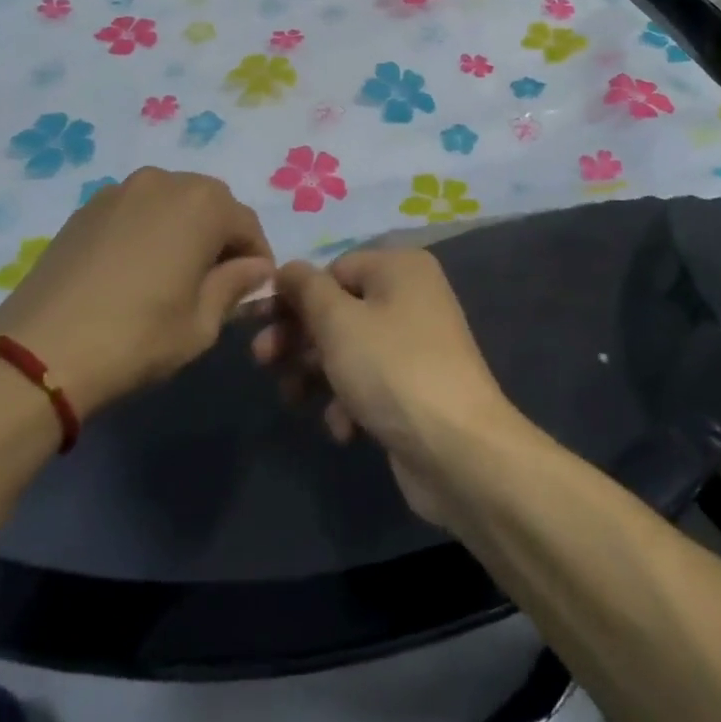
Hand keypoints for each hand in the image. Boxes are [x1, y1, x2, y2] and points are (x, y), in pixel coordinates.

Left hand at [0, 168, 272, 416]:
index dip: (256, 257)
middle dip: (220, 236)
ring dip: (183, 228)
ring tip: (174, 272)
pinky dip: (147, 229)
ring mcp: (120, 190)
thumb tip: (255, 267)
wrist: (41, 352)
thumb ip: (234, 286)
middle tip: (215, 280)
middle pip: (209, 203)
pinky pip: (135, 210)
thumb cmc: (138, 338)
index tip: (253, 289)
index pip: (247, 224)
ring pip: (170, 202)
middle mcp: (164, 181)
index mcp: (203, 204)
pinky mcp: (86, 207)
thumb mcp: (201, 324)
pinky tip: (135, 268)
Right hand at [253, 250, 518, 525]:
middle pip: (338, 310)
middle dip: (298, 338)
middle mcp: (411, 298)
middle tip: (262, 361)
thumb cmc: (393, 369)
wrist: (460, 453)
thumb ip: (306, 289)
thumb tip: (287, 268)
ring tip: (293, 399)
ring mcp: (416, 346)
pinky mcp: (415, 390)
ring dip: (317, 374)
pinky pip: (370, 384)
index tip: (260, 323)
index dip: (294, 296)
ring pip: (348, 349)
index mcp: (400, 268)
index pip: (333, 270)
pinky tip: (344, 429)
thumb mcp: (338, 321)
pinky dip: (349, 402)